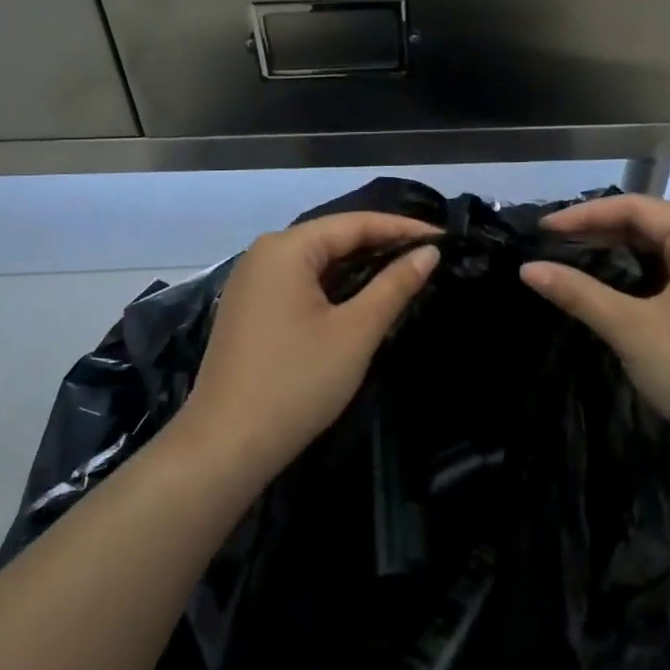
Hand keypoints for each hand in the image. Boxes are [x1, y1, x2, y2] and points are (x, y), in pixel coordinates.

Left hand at [180, 212, 441, 484]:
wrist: (225, 446)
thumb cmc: (296, 383)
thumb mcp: (355, 332)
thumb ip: (394, 286)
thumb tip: (429, 252)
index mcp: (286, 248)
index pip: (355, 223)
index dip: (402, 228)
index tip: (444, 237)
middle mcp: (264, 253)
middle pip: (333, 237)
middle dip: (382, 244)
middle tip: (429, 255)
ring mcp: (251, 282)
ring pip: (317, 261)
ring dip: (359, 266)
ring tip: (405, 272)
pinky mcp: (249, 309)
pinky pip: (300, 282)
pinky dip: (334, 285)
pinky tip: (361, 297)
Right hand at [519, 194, 669, 474]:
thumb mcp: (632, 329)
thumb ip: (579, 294)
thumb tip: (527, 270)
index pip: (635, 208)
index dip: (586, 214)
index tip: (544, 230)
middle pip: (649, 225)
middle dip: (599, 232)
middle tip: (553, 246)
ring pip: (659, 253)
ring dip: (617, 255)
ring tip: (573, 262)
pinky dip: (637, 278)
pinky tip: (610, 292)